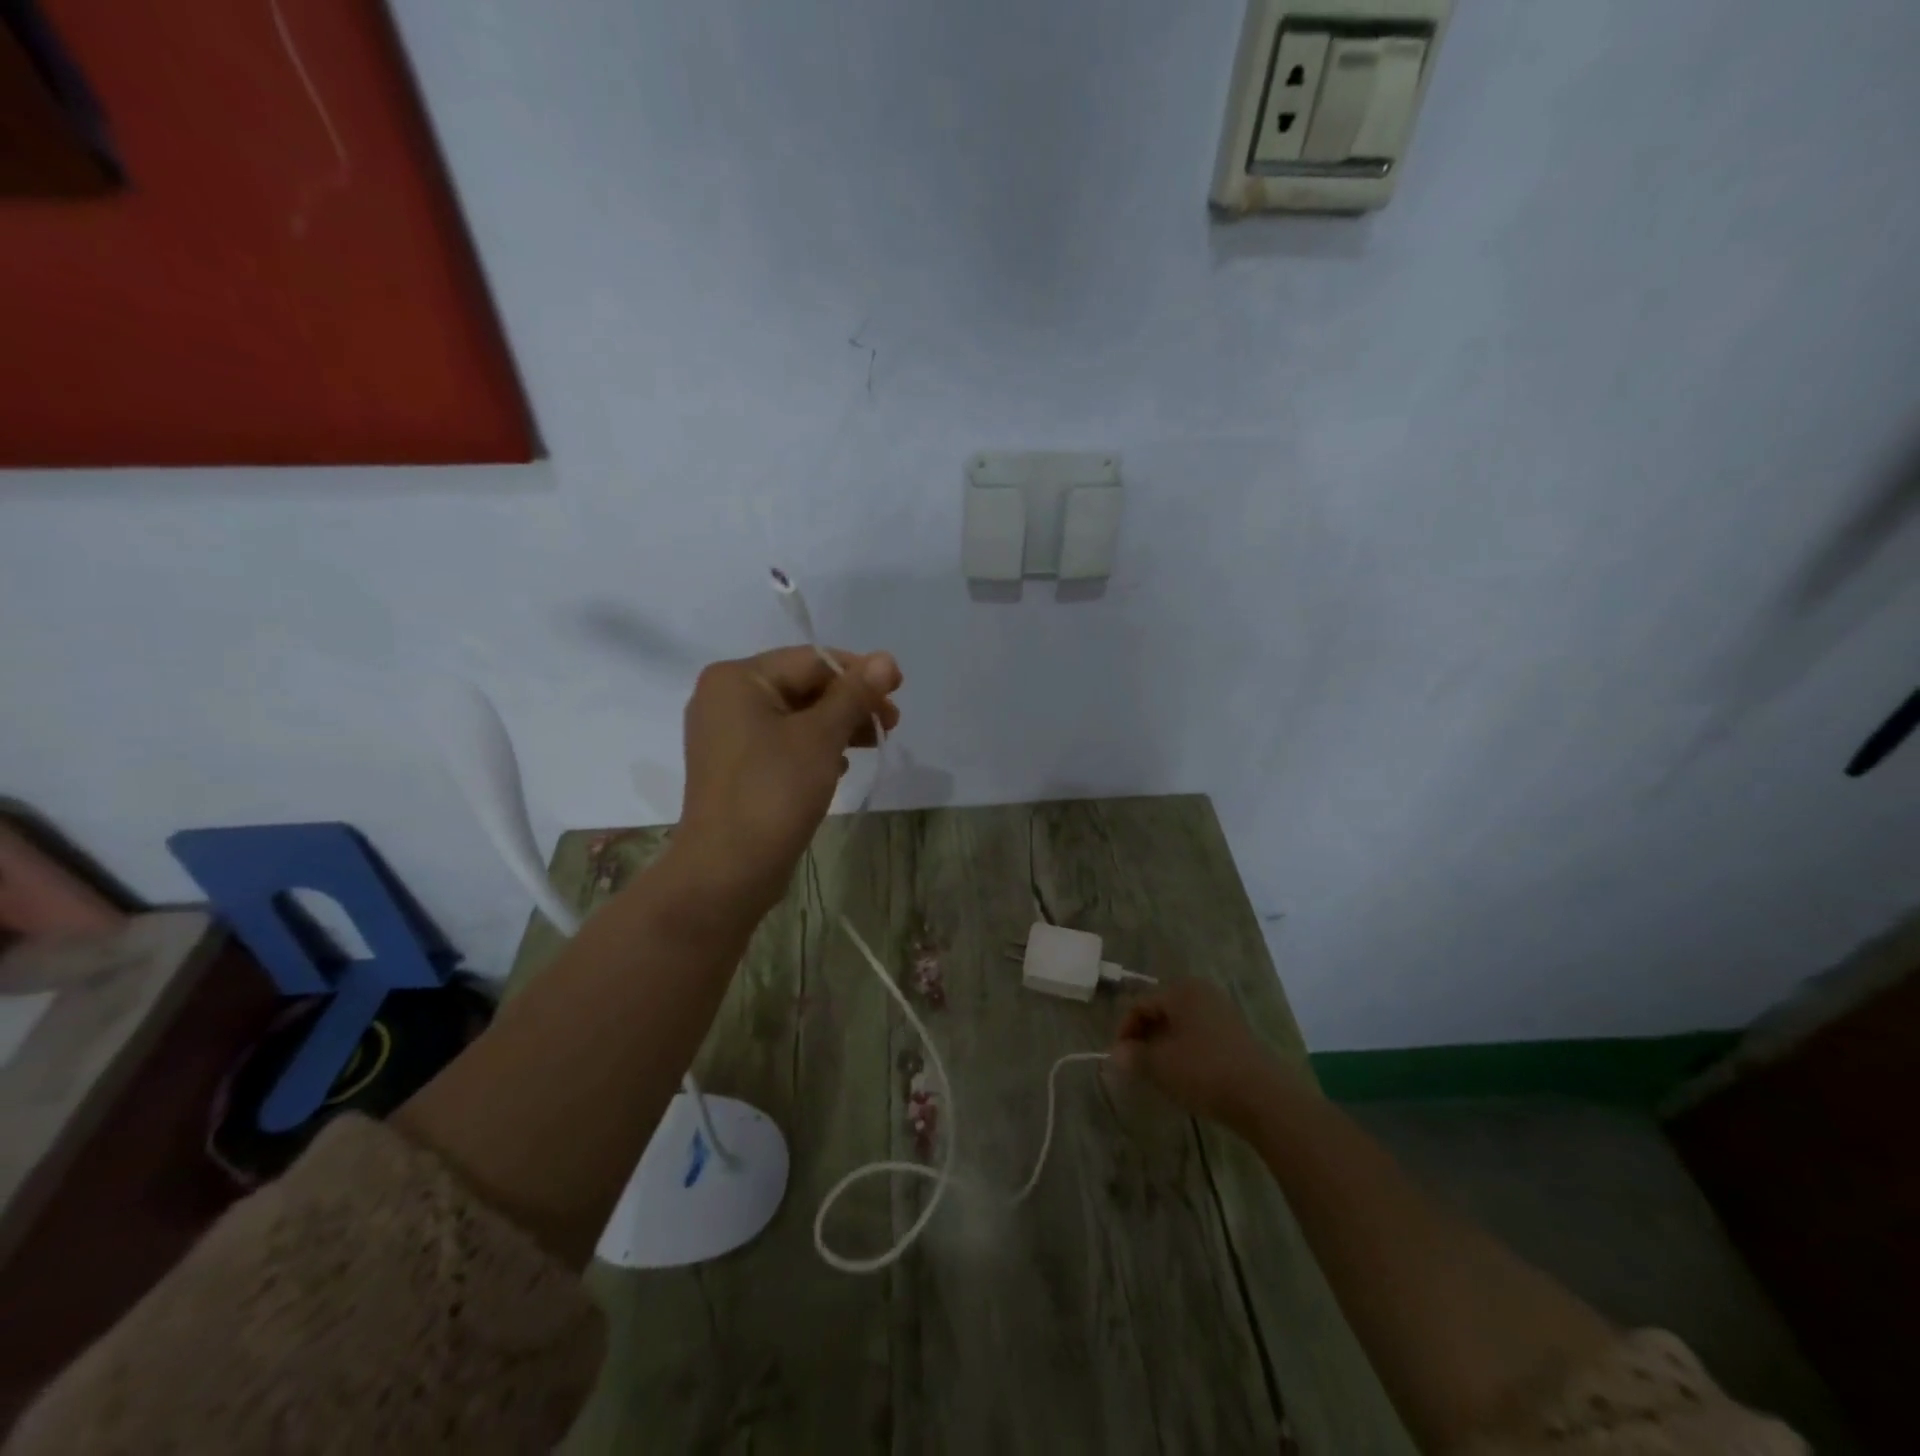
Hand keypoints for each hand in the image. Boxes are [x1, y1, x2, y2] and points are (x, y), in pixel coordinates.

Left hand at [665, 646, 901, 920]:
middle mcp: (726, 697)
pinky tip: (840, 767)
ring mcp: (727, 734)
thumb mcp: (821, 737)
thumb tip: (886, 659)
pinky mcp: (736, 766)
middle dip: (850, 703)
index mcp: (737, 679)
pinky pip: (783, 742)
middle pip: (803, 686)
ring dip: (838, 726)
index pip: (811, 661)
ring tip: (872, 745)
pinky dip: (815, 748)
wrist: (728, 869)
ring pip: (796, 716)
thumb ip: (854, 694)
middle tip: (891, 724)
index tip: (899, 689)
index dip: (860, 672)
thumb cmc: (774, 791)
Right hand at [1110, 980, 1283, 1127]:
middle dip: (1145, 1038)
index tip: (1119, 1059)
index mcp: (1181, 990)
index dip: (1124, 1030)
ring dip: (1165, 1046)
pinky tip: (1185, 1075)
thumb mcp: (1160, 1065)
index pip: (1140, 1004)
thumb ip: (1133, 1056)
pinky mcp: (1238, 1035)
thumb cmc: (1204, 1071)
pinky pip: (1200, 1037)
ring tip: (1158, 1073)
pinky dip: (1186, 1052)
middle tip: (1136, 1065)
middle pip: (1162, 1012)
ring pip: (1182, 1026)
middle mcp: (1202, 993)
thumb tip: (1116, 1055)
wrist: (1264, 1097)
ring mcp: (1223, 1013)